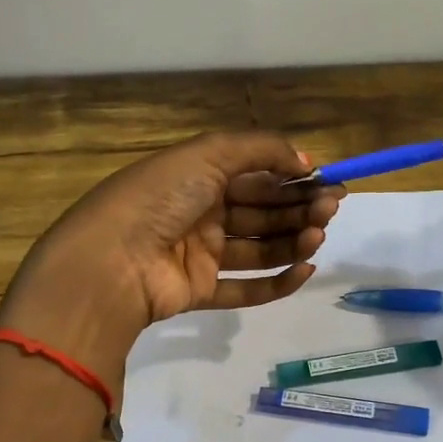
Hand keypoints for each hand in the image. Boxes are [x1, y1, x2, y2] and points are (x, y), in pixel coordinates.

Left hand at [0, 131, 342, 380]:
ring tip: (319, 237)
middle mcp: (201, 212)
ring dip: (293, 241)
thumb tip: (306, 161)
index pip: (257, 175)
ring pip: (258, 248)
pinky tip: (304, 269)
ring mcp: (200, 254)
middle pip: (262, 211)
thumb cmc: (160, 198)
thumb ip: (262, 150)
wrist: (111, 262)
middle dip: (299, 209)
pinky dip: (277, 282)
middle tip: (331, 210)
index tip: (330, 183)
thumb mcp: (209, 154)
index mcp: (199, 176)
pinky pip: (245, 289)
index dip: (294, 179)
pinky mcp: (200, 291)